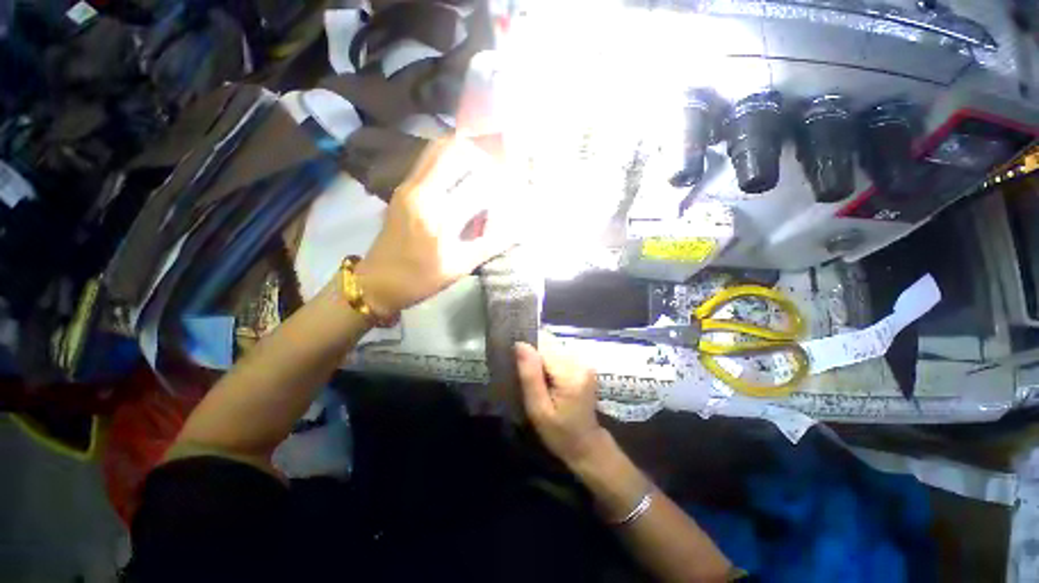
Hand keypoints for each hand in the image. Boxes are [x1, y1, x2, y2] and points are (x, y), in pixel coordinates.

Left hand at [356, 138, 516, 317]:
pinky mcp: (402, 186)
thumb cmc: (421, 279)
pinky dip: (448, 155)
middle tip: (499, 166)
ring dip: (464, 150)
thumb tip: (517, 229)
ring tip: (483, 161)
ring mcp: (409, 186)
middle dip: (483, 155)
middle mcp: (423, 193)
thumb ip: (490, 245)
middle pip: (455, 152)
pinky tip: (462, 168)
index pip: (478, 187)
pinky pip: (428, 159)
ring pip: (438, 149)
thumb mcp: (460, 267)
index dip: (499, 184)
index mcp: (440, 218)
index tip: (513, 188)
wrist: (377, 280)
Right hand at [515, 338, 609, 468]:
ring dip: (540, 356)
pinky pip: (559, 352)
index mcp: (570, 374)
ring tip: (533, 376)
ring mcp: (584, 362)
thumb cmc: (560, 433)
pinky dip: (548, 360)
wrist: (586, 444)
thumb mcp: (538, 410)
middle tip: (523, 373)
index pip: (543, 346)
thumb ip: (530, 376)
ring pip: (553, 346)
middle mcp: (580, 362)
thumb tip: (520, 344)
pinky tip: (544, 376)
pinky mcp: (583, 364)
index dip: (527, 351)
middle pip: (549, 343)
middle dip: (533, 353)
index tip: (515, 362)